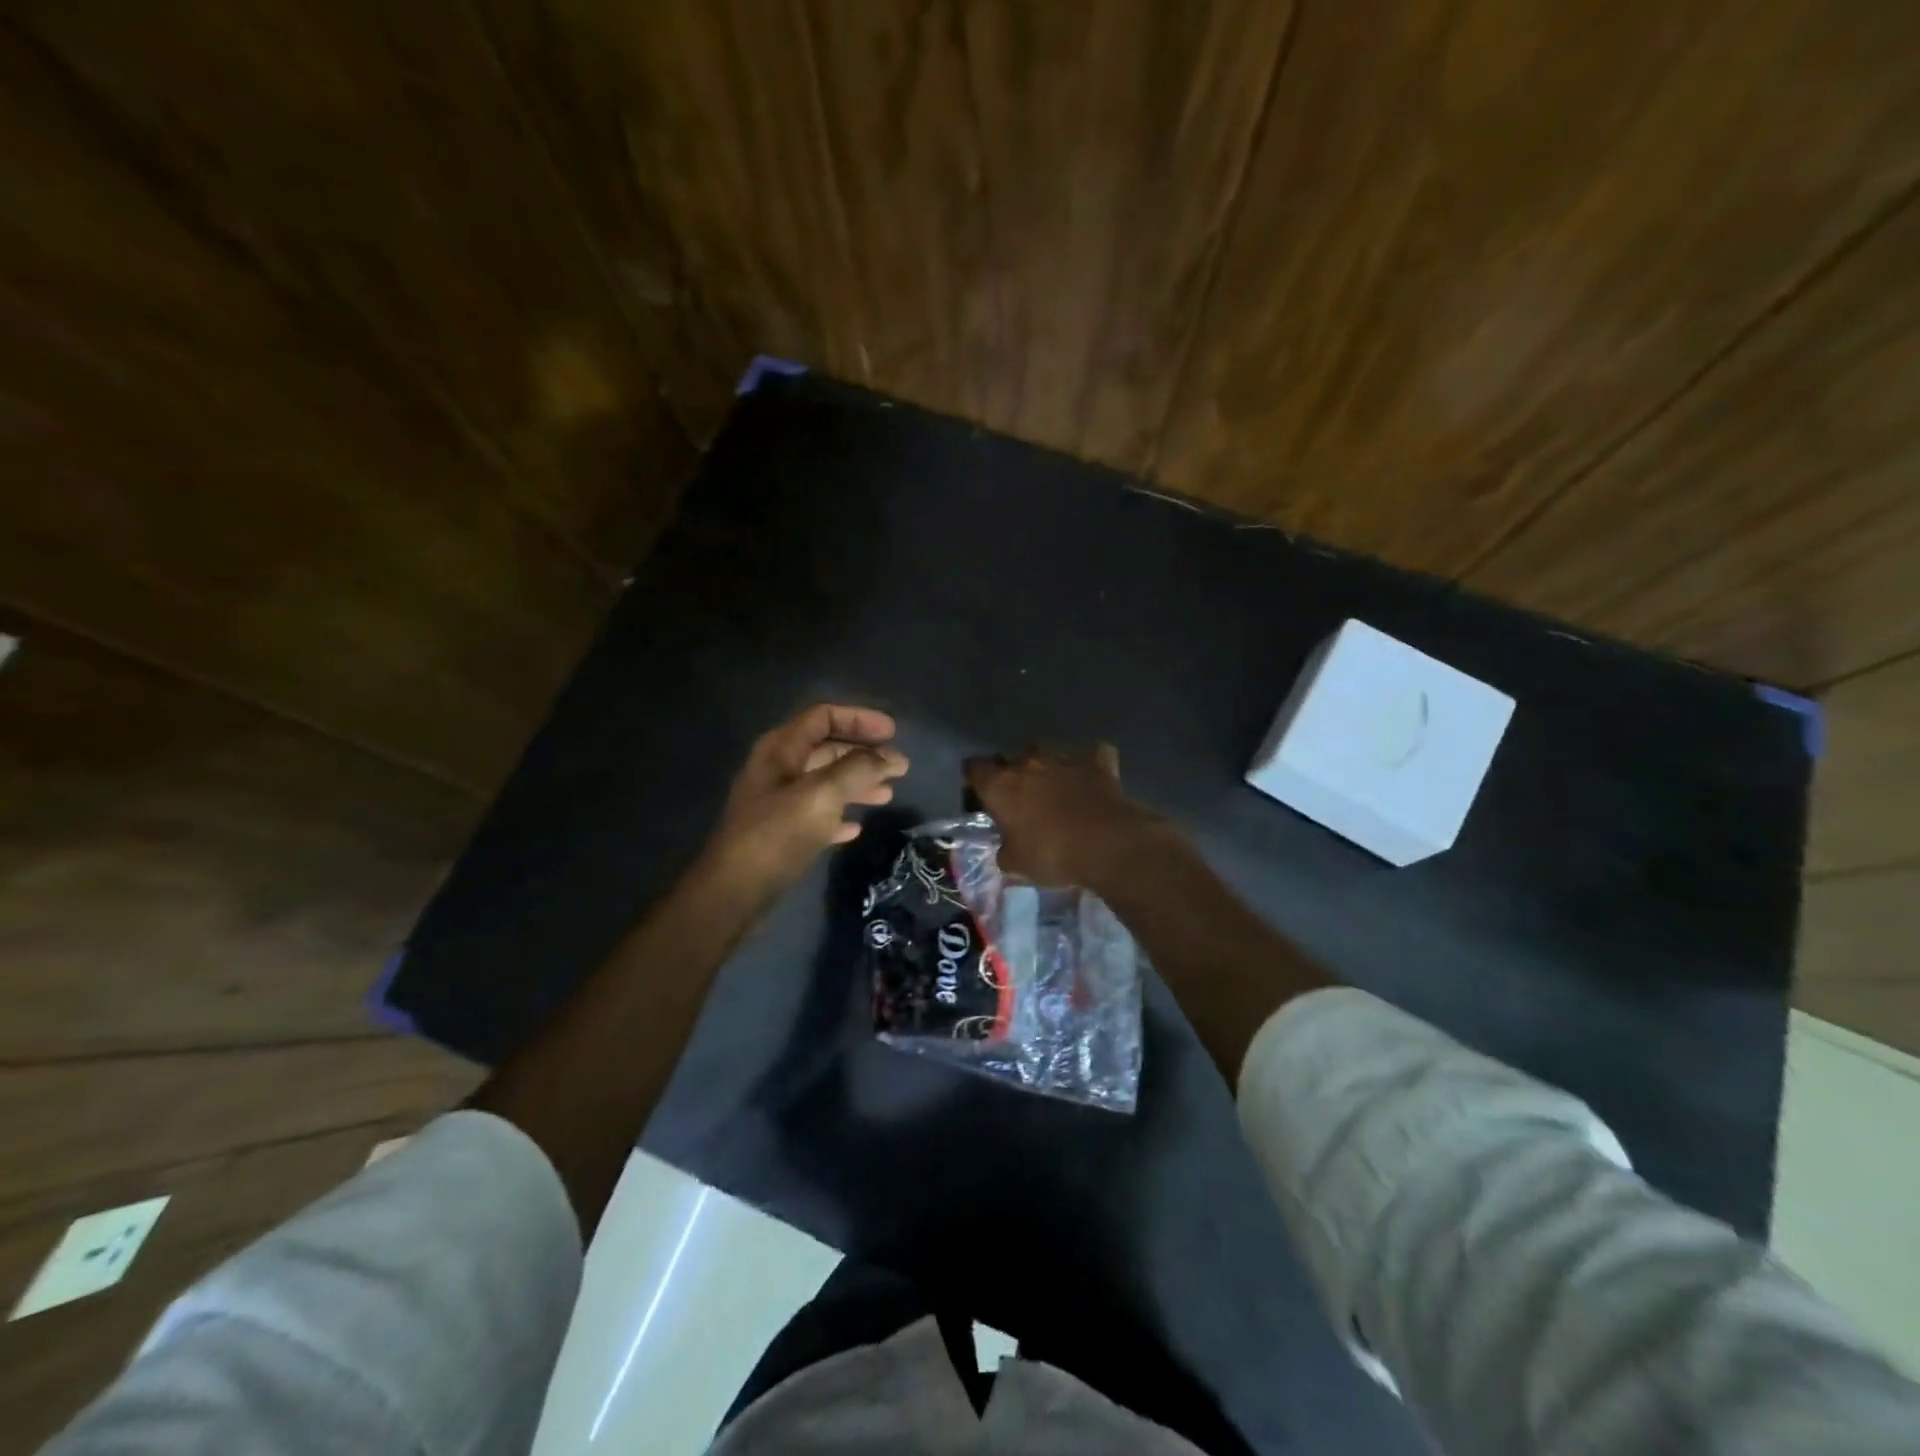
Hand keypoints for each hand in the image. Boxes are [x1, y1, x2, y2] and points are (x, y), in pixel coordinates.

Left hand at [702, 704, 908, 897]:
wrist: (733, 893)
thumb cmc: (776, 835)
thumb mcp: (821, 795)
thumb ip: (858, 769)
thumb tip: (891, 756)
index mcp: (781, 750)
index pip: (823, 716)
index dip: (859, 718)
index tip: (893, 733)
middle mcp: (778, 770)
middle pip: (827, 749)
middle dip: (864, 755)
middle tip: (899, 768)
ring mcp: (778, 803)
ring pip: (825, 782)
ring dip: (857, 785)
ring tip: (887, 796)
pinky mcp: (781, 834)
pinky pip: (817, 815)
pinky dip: (839, 816)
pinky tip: (856, 829)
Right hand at [963, 744, 1170, 888]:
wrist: (1108, 843)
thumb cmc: (1051, 854)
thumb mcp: (1016, 865)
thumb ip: (1005, 851)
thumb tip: (1006, 848)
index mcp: (1000, 785)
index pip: (974, 768)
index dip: (975, 781)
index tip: (981, 797)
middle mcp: (1028, 762)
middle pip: (1009, 757)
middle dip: (1010, 773)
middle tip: (1018, 798)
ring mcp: (1064, 757)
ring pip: (1045, 750)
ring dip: (1045, 765)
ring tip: (1052, 785)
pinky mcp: (1097, 761)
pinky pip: (1089, 754)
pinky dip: (1088, 763)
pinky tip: (1091, 776)